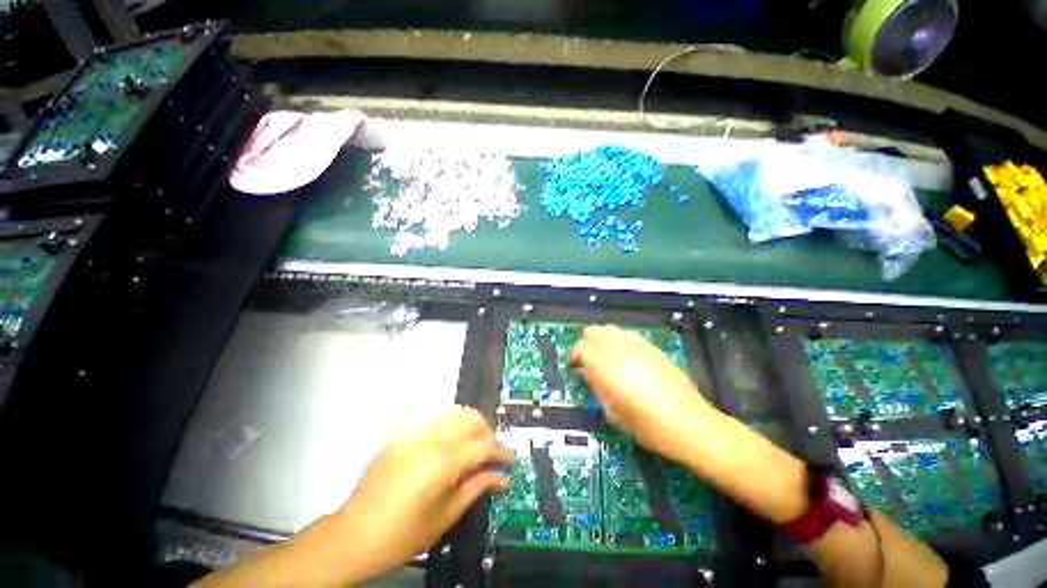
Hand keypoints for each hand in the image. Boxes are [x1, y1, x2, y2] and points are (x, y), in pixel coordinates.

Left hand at [334, 406, 511, 580]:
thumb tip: (501, 477)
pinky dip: (447, 429)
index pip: (485, 444)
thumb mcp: (446, 515)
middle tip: (487, 456)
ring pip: (454, 414)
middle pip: (472, 419)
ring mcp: (413, 433)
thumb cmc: (403, 534)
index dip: (502, 453)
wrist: (354, 535)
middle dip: (486, 434)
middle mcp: (430, 439)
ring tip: (469, 449)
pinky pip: (433, 421)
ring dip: (468, 428)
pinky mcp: (401, 434)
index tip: (508, 463)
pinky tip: (444, 449)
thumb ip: (477, 487)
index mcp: (443, 462)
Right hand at [570, 325, 716, 464]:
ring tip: (604, 358)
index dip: (573, 356)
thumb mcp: (613, 413)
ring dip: (601, 340)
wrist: (691, 424)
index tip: (573, 368)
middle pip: (592, 332)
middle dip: (585, 344)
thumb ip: (596, 386)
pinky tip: (623, 357)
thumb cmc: (649, 427)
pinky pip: (626, 334)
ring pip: (609, 329)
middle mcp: (619, 350)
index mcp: (607, 368)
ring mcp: (637, 345)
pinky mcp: (651, 346)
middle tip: (587, 362)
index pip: (580, 348)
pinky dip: (618, 340)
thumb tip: (587, 371)